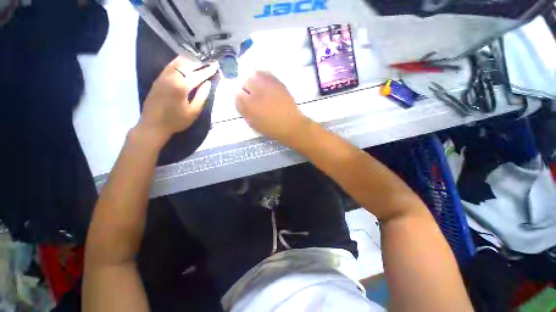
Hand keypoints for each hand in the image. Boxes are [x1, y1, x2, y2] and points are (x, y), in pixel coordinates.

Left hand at [138, 56, 217, 144]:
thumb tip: (208, 83)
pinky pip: (170, 66)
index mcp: (181, 86)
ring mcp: (163, 76)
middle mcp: (171, 77)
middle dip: (199, 61)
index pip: (198, 75)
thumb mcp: (193, 111)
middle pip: (187, 64)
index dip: (208, 70)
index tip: (216, 65)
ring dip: (189, 59)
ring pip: (177, 62)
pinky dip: (179, 62)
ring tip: (199, 58)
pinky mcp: (158, 79)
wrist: (153, 125)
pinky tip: (184, 62)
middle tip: (209, 59)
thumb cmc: (176, 121)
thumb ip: (202, 96)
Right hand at [236, 71, 310, 145]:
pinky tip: (266, 85)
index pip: (237, 94)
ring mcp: (269, 85)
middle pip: (245, 81)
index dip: (240, 98)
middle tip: (252, 96)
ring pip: (255, 74)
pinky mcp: (278, 82)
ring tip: (259, 89)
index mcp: (250, 104)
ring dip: (254, 81)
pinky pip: (266, 73)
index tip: (245, 102)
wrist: (290, 124)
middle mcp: (258, 91)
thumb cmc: (271, 127)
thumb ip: (243, 111)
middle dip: (247, 88)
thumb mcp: (253, 123)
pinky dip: (263, 77)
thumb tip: (238, 100)